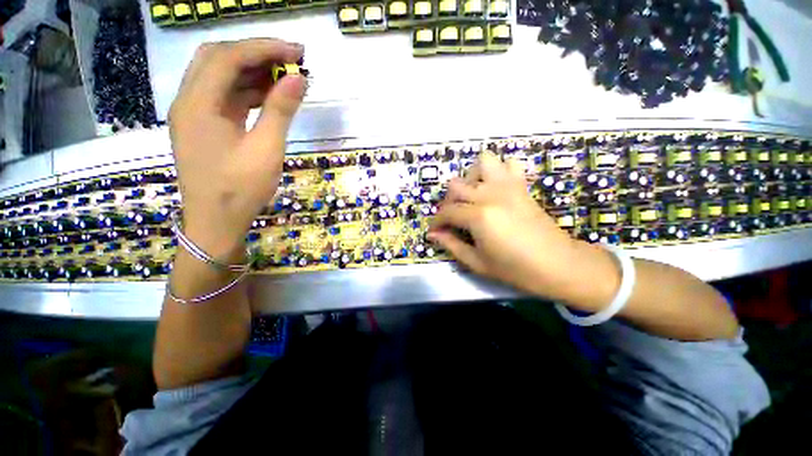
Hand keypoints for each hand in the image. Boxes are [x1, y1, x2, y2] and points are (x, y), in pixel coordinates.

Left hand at [169, 39, 305, 258]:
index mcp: (198, 104)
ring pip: (219, 76)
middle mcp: (188, 101)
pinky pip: (223, 96)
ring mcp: (193, 113)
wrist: (216, 223)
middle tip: (290, 60)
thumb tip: (298, 78)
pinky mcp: (202, 126)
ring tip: (285, 77)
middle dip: (255, 53)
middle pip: (217, 58)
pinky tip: (269, 95)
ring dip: (252, 71)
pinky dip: (246, 90)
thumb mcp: (266, 150)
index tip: (297, 51)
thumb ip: (280, 111)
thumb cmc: (241, 190)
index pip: (227, 57)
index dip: (263, 48)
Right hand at [428, 153, 611, 300]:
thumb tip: (434, 235)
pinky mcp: (521, 186)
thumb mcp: (477, 262)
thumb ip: (451, 245)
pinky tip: (495, 188)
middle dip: (447, 202)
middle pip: (456, 185)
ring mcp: (508, 186)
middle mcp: (490, 194)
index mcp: (478, 216)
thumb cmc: (515, 269)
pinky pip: (509, 164)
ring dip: (471, 177)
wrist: (558, 264)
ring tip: (472, 196)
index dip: (436, 222)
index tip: (435, 231)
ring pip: (482, 162)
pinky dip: (498, 171)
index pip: (447, 212)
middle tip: (452, 218)